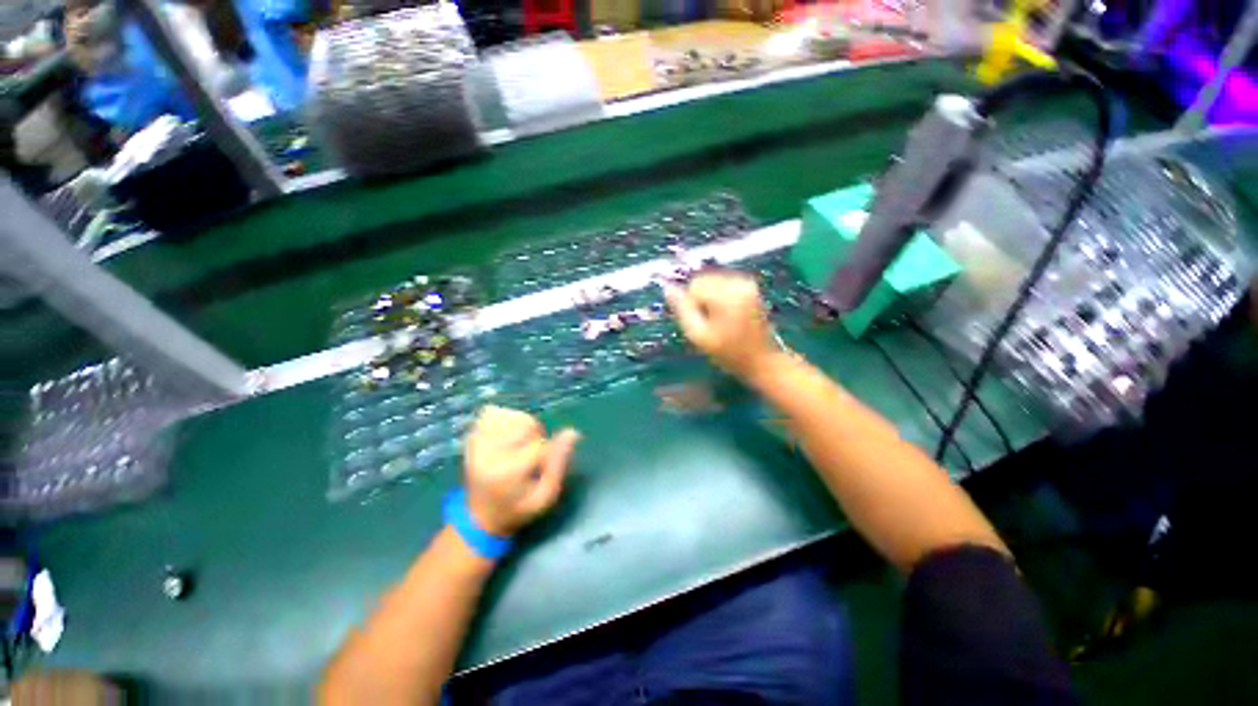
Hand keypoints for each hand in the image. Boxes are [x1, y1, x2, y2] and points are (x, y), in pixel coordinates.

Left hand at [464, 406, 580, 536]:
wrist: (480, 518)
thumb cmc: (517, 509)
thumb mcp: (545, 496)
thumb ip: (559, 464)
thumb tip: (572, 432)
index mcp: (508, 471)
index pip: (540, 443)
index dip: (548, 450)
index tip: (540, 465)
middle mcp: (489, 453)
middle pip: (527, 423)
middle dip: (536, 435)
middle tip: (530, 455)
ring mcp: (477, 444)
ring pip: (513, 415)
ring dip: (522, 426)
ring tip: (518, 445)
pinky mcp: (471, 438)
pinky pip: (492, 413)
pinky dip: (505, 419)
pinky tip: (506, 436)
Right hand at [664, 271, 779, 379]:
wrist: (761, 361)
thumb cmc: (727, 353)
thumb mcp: (698, 335)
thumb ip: (682, 309)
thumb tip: (667, 288)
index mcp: (726, 295)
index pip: (694, 285)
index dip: (692, 305)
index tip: (702, 324)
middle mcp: (738, 282)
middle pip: (704, 279)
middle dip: (701, 299)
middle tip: (711, 323)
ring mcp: (747, 283)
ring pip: (713, 281)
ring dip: (710, 298)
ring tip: (720, 321)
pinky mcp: (750, 287)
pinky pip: (724, 284)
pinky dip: (720, 297)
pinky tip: (727, 315)